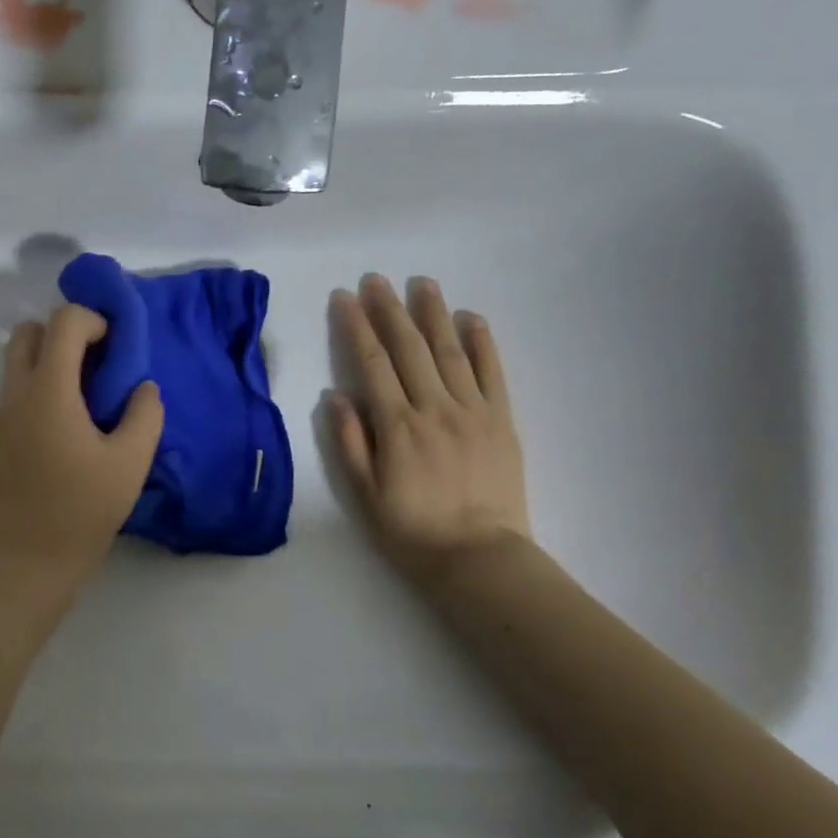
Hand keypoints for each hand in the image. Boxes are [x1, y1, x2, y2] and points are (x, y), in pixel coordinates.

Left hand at [0, 304, 164, 596]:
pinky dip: (41, 382)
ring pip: (17, 359)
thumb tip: (143, 387)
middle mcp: (17, 392)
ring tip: (87, 392)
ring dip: (51, 357)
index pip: (63, 322)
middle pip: (29, 331)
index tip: (118, 347)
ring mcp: (1, 413)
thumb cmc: (83, 508)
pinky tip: (71, 419)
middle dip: (65, 332)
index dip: (94, 320)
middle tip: (98, 362)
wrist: (30, 557)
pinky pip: (16, 387)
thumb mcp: (131, 461)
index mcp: (48, 391)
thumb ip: (145, 414)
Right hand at [329, 275, 529, 585]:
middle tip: (376, 279)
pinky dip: (483, 342)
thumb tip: (336, 395)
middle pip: (408, 348)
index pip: (371, 363)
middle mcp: (433, 408)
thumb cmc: (411, 531)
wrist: (479, 558)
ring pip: (449, 351)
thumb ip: (349, 442)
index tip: (344, 297)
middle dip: (389, 309)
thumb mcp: (364, 494)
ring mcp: (472, 411)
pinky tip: (472, 318)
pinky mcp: (502, 421)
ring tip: (422, 283)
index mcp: (396, 426)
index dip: (355, 326)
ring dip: (434, 314)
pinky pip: (493, 373)